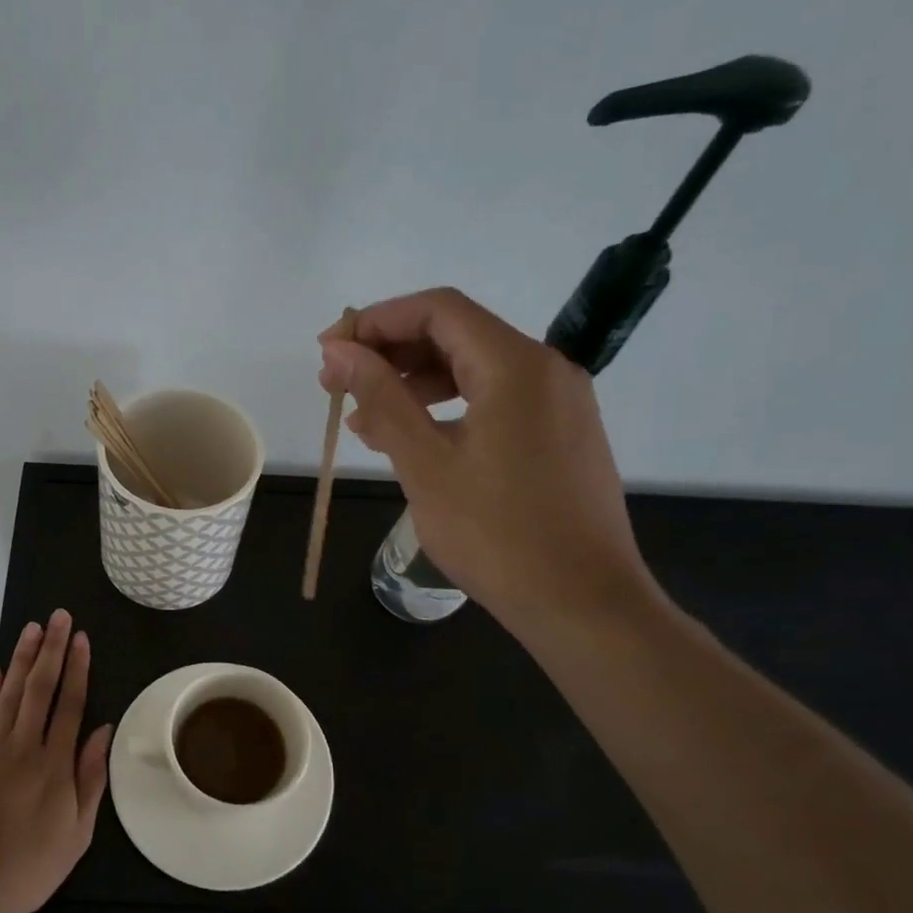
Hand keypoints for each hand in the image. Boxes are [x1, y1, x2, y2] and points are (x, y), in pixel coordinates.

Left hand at [0, 610, 112, 912]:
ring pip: (10, 694)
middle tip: (58, 617)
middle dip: (52, 649)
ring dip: (23, 659)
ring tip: (33, 629)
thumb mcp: (76, 832)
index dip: (77, 668)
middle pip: (41, 688)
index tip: (81, 638)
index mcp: (55, 764)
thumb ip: (90, 778)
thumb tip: (101, 731)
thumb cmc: (29, 866)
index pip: (70, 703)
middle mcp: (24, 746)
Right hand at [319, 287, 660, 640]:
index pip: (438, 310)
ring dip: (415, 383)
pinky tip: (412, 439)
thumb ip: (381, 397)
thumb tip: (338, 350)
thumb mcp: (426, 463)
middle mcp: (545, 369)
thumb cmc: (496, 533)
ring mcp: (558, 403)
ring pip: (474, 370)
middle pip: (457, 335)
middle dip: (391, 353)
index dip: (377, 321)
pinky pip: (495, 401)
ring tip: (365, 419)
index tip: (330, 351)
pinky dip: (448, 409)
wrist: (582, 602)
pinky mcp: (560, 435)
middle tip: (338, 385)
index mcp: (515, 365)